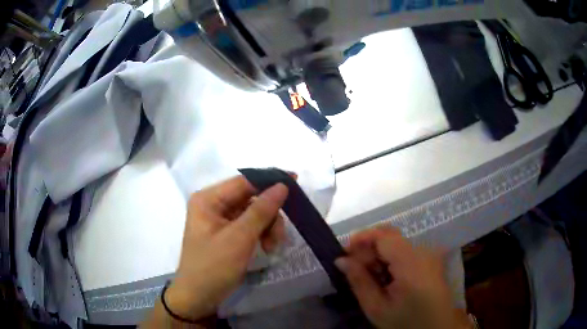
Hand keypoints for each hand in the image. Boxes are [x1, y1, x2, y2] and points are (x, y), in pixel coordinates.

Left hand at [165, 176, 288, 320]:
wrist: (198, 297)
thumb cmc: (213, 267)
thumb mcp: (239, 239)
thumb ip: (261, 211)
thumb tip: (282, 185)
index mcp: (208, 199)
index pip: (244, 181)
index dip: (269, 181)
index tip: (295, 182)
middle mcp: (213, 204)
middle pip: (250, 198)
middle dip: (269, 215)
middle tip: (279, 236)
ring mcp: (219, 219)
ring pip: (253, 213)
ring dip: (267, 227)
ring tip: (271, 247)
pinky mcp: (226, 233)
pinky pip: (249, 226)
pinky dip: (261, 234)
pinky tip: (266, 248)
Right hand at [335, 227, 470, 328]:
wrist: (437, 327)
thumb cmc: (406, 322)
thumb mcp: (377, 308)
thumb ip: (359, 281)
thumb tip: (341, 259)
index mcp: (411, 262)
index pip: (382, 235)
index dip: (360, 239)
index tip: (344, 255)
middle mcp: (422, 251)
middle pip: (389, 236)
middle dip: (367, 248)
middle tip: (353, 269)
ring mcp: (428, 253)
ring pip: (395, 243)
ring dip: (377, 255)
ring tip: (369, 278)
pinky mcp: (429, 259)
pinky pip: (404, 251)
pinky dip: (389, 260)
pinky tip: (384, 278)